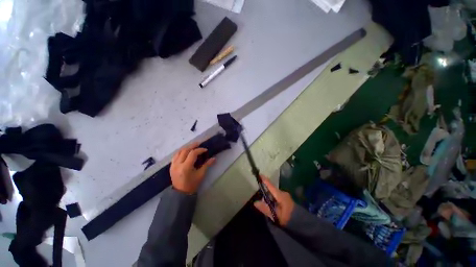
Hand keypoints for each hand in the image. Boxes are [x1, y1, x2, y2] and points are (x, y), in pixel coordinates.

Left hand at [170, 142, 215, 193]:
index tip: (205, 150)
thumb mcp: (201, 174)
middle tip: (199, 143)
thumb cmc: (192, 184)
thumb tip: (214, 158)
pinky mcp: (171, 166)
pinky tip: (186, 151)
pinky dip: (181, 151)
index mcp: (186, 167)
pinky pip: (175, 155)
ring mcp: (173, 165)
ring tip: (193, 146)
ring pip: (179, 151)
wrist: (181, 193)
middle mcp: (178, 164)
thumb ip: (207, 165)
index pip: (193, 154)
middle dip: (193, 146)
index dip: (200, 150)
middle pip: (185, 150)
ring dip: (187, 148)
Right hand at [254, 176, 294, 225]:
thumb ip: (265, 208)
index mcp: (280, 195)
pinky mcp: (286, 199)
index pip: (271, 186)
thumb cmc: (287, 218)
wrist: (301, 223)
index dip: (265, 180)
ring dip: (269, 198)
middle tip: (261, 201)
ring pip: (274, 193)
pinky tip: (272, 206)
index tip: (259, 174)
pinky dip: (273, 199)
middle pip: (271, 190)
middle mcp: (283, 193)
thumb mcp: (276, 215)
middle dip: (266, 193)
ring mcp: (285, 195)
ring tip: (267, 206)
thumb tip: (255, 202)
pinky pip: (277, 196)